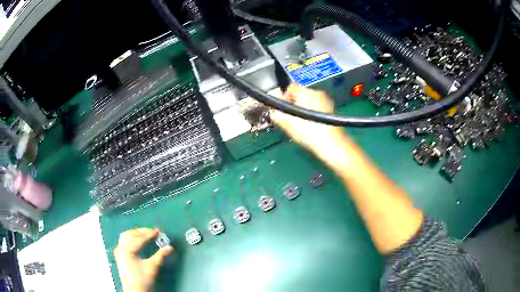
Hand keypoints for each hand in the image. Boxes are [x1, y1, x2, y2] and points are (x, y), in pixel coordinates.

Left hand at [114, 228, 173, 291]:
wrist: (134, 291)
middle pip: (130, 234)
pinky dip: (130, 238)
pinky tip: (137, 241)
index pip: (138, 238)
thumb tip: (170, 248)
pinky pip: (123, 241)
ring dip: (135, 233)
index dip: (149, 233)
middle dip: (141, 231)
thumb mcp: (152, 267)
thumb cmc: (143, 279)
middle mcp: (120, 248)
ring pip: (125, 236)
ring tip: (145, 234)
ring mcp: (118, 251)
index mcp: (126, 250)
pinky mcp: (119, 255)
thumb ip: (160, 255)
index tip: (157, 230)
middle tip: (152, 231)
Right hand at [270, 85, 349, 161]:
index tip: (283, 111)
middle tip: (291, 119)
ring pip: (308, 100)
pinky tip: (311, 124)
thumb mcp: (288, 124)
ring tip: (301, 123)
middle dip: (294, 103)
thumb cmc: (309, 133)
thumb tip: (272, 109)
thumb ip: (277, 114)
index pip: (290, 88)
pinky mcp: (330, 108)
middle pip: (300, 94)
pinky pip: (316, 105)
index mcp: (306, 92)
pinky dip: (312, 112)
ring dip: (303, 108)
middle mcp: (317, 92)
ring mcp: (325, 100)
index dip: (284, 98)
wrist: (330, 145)